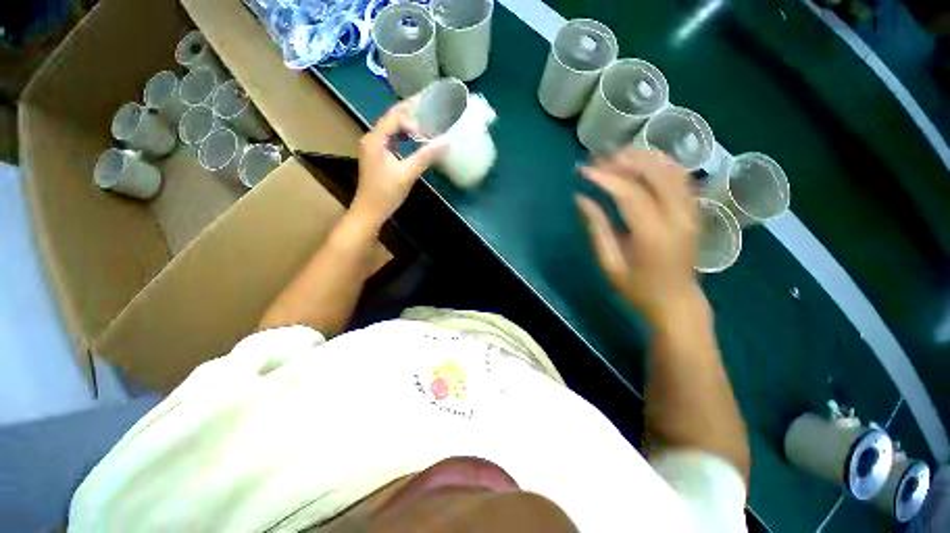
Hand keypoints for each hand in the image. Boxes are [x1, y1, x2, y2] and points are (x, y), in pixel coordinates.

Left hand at [351, 101, 445, 227]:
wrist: (369, 211)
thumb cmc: (386, 193)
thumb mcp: (408, 174)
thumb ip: (426, 156)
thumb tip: (446, 141)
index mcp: (375, 139)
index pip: (394, 116)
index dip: (412, 118)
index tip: (426, 132)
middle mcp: (371, 138)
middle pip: (391, 118)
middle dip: (410, 115)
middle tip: (429, 113)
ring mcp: (372, 147)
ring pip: (390, 128)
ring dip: (406, 126)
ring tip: (424, 127)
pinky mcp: (376, 156)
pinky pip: (390, 139)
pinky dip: (402, 136)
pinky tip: (413, 141)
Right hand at [577, 148, 700, 324]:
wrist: (676, 302)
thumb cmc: (638, 288)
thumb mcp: (610, 263)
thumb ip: (597, 229)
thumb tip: (581, 199)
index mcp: (653, 234)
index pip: (629, 193)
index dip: (605, 177)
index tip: (583, 170)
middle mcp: (677, 217)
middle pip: (655, 173)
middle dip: (625, 160)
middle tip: (599, 158)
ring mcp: (691, 212)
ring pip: (671, 170)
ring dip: (644, 157)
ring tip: (617, 155)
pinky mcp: (694, 211)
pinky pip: (681, 178)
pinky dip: (661, 164)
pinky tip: (643, 163)